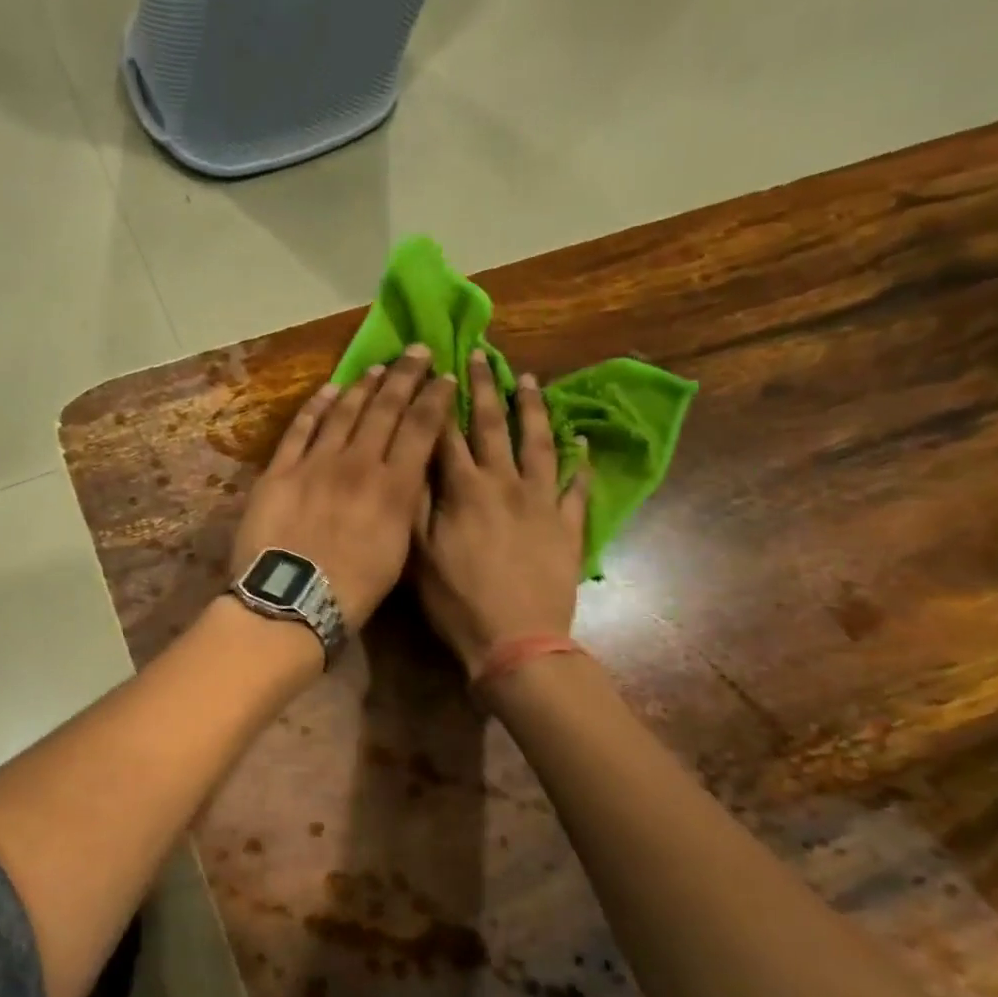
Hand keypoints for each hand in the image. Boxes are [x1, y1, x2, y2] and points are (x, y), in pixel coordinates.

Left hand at [231, 345, 455, 630]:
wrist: (292, 600)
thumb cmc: (352, 590)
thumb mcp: (398, 552)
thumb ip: (404, 506)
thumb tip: (409, 475)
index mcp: (394, 487)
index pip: (421, 429)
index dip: (435, 398)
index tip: (445, 377)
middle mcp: (358, 464)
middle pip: (385, 409)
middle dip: (405, 377)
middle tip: (416, 351)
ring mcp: (315, 464)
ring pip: (343, 412)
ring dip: (362, 386)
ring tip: (377, 367)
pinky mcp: (280, 471)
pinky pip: (300, 429)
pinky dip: (315, 407)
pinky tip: (328, 390)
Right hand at [414, 352, 590, 675]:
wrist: (516, 640)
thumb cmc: (457, 601)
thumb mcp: (419, 555)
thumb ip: (418, 504)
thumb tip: (416, 460)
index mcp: (464, 490)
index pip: (447, 435)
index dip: (440, 401)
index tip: (435, 371)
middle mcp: (504, 484)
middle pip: (492, 427)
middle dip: (483, 389)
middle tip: (481, 356)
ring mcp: (542, 502)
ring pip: (539, 444)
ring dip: (532, 410)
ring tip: (528, 380)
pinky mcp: (568, 525)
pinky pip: (577, 487)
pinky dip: (580, 463)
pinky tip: (581, 443)